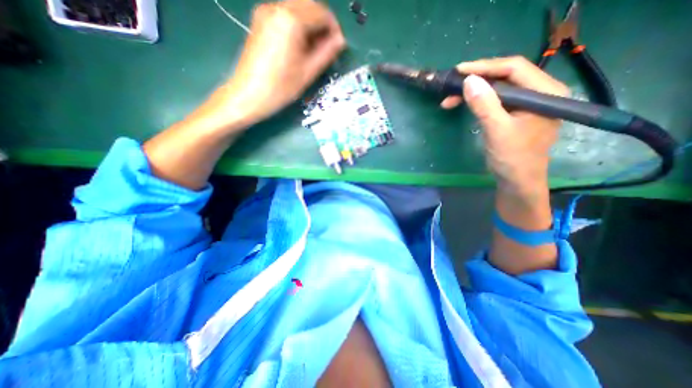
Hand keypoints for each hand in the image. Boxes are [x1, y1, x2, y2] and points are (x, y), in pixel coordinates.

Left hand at [219, 0, 344, 123]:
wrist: (249, 95)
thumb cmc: (281, 87)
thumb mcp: (308, 72)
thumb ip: (327, 53)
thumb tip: (341, 40)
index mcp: (291, 20)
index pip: (322, 13)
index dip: (334, 29)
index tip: (337, 46)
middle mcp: (277, 7)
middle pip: (310, 5)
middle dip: (322, 24)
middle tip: (327, 48)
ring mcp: (266, 11)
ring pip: (298, 8)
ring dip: (311, 24)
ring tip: (313, 49)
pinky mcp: (260, 19)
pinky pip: (286, 14)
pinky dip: (298, 25)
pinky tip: (299, 45)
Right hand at [440, 56, 569, 196]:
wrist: (516, 181)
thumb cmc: (512, 158)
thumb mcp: (497, 131)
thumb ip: (485, 105)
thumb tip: (468, 80)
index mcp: (545, 92)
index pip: (514, 68)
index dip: (485, 67)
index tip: (459, 71)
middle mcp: (539, 93)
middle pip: (505, 76)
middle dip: (476, 81)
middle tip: (450, 88)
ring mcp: (527, 103)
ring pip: (497, 89)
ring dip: (473, 92)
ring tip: (449, 100)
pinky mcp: (515, 113)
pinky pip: (495, 101)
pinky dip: (477, 102)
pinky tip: (463, 105)